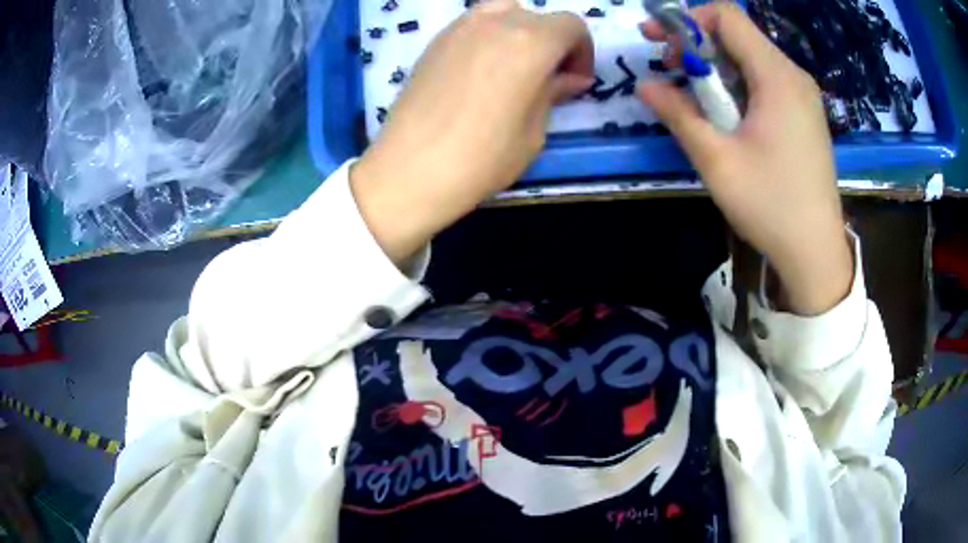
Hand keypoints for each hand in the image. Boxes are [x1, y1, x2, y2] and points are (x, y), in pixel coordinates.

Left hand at [351, 0, 593, 264]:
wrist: (409, 170)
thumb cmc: (481, 158)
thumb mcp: (533, 131)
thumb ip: (553, 93)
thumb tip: (571, 78)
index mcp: (531, 41)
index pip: (571, 25)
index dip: (582, 51)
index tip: (575, 81)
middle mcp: (496, 22)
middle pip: (538, 16)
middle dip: (553, 42)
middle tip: (548, 77)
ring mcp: (461, 27)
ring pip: (503, 11)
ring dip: (520, 31)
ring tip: (514, 67)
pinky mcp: (436, 40)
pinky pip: (474, 24)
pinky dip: (490, 36)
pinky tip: (482, 70)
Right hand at [638, 4, 852, 314]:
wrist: (816, 251)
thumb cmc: (770, 206)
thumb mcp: (716, 160)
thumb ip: (678, 114)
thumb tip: (644, 85)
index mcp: (776, 76)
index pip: (727, 15)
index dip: (687, 19)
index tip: (660, 42)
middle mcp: (794, 76)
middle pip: (738, 34)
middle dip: (698, 43)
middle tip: (672, 73)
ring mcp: (803, 95)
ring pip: (751, 57)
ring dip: (717, 67)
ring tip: (697, 98)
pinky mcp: (805, 114)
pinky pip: (767, 80)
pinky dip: (739, 84)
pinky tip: (728, 114)